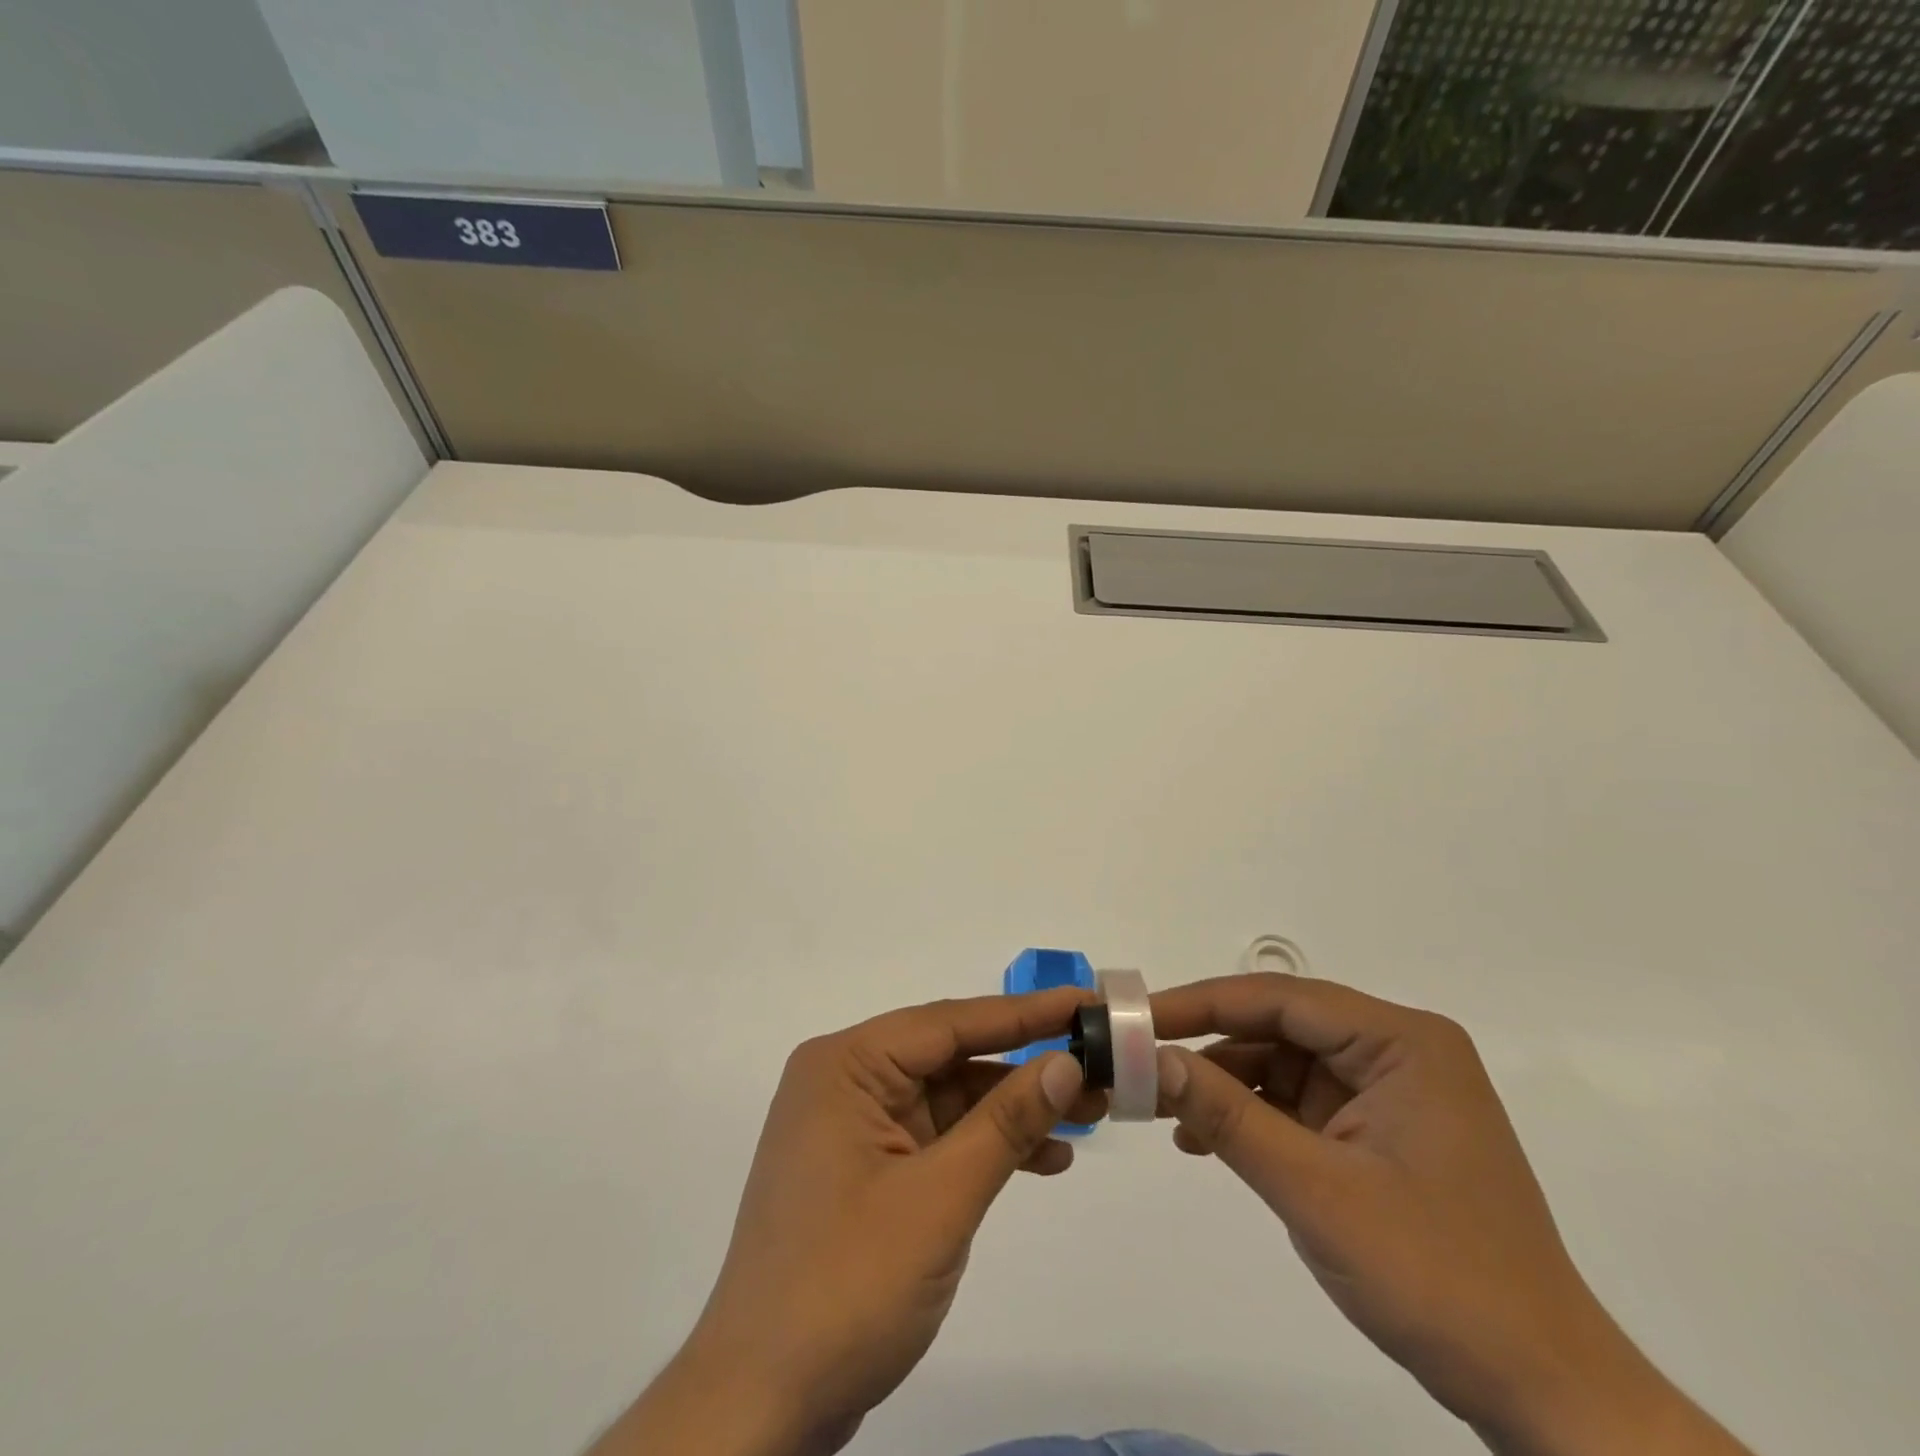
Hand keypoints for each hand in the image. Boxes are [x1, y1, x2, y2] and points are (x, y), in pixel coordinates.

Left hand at [603, 989, 1104, 1455]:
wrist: (763, 1406)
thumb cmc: (847, 1286)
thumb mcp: (940, 1199)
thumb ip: (1005, 1123)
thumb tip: (1066, 1061)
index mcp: (846, 1065)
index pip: (949, 1022)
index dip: (1024, 1013)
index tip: (1084, 1001)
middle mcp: (846, 1081)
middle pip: (950, 1056)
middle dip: (1025, 1066)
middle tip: (1099, 1064)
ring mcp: (853, 1127)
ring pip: (949, 1097)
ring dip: (1012, 1109)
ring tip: (1087, 1114)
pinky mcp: (866, 1170)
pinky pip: (936, 1137)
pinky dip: (985, 1146)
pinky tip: (1042, 1159)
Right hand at [1151, 974, 1751, 1455]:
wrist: (1540, 1394)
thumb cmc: (1435, 1277)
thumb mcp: (1315, 1190)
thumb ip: (1228, 1115)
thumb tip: (1150, 1059)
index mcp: (1401, 1041)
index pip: (1280, 998)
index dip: (1201, 1003)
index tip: (1137, 1019)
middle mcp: (1396, 1051)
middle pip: (1279, 1027)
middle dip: (1208, 1047)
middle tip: (1139, 1063)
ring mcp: (1389, 1092)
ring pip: (1282, 1063)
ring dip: (1224, 1086)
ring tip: (1163, 1112)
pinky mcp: (1379, 1131)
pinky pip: (1298, 1103)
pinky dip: (1251, 1117)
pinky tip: (1205, 1140)